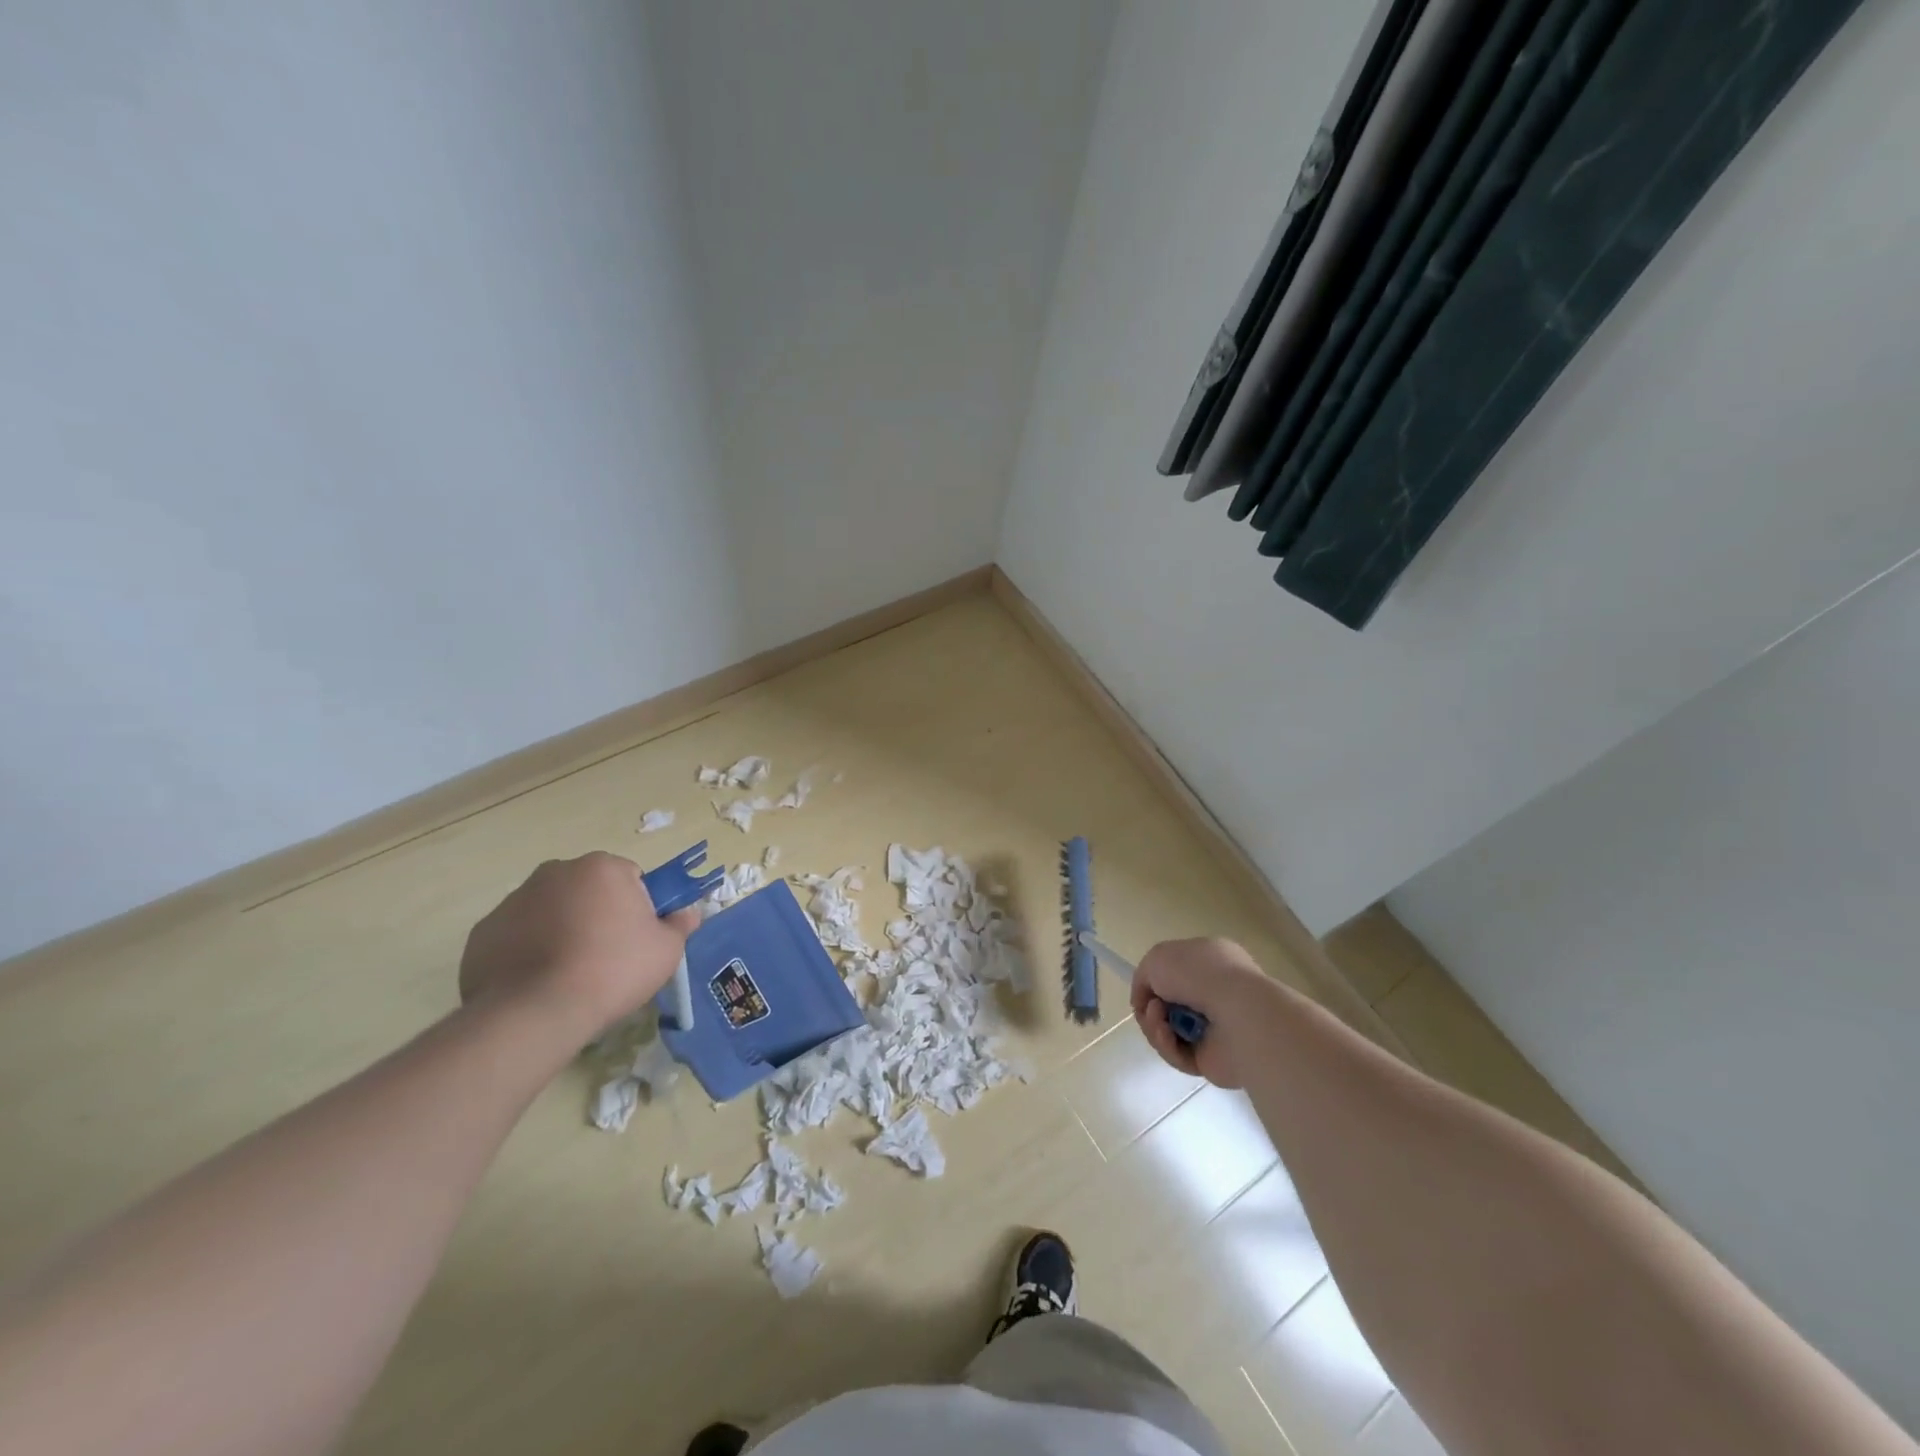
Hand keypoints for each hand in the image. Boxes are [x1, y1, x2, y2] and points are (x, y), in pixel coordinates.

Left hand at [459, 852, 698, 1042]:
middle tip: (607, 956)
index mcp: (601, 868)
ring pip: (550, 911)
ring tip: (569, 974)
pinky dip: (527, 951)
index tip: (637, 938)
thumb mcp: (666, 951)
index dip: (638, 908)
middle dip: (597, 914)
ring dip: (561, 930)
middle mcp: (555, 872)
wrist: (534, 1014)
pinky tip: (537, 983)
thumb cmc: (612, 971)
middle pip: (587, 890)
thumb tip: (687, 914)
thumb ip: (680, 925)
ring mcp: (513, 901)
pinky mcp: (482, 933)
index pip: (630, 878)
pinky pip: (517, 936)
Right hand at [1132, 936, 1283, 1088]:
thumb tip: (1146, 1000)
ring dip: (1155, 1026)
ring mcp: (1217, 1027)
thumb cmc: (1200, 975)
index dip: (1154, 982)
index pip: (1176, 973)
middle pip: (1169, 1005)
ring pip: (1170, 1030)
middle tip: (1151, 1008)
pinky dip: (1168, 1046)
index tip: (1144, 991)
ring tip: (1159, 1021)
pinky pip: (1179, 1054)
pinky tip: (1169, 1036)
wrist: (1238, 1014)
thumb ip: (1144, 975)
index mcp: (1211, 961)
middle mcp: (1216, 992)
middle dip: (1151, 1007)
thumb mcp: (1157, 957)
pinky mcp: (1214, 1058)